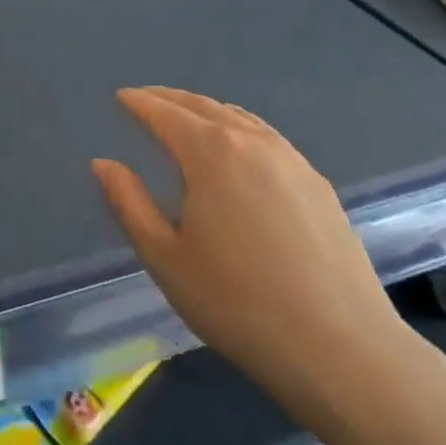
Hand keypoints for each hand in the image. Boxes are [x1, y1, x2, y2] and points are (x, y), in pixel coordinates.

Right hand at [93, 87, 424, 431]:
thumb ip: (130, 203)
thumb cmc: (236, 302)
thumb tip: (104, 163)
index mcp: (211, 153)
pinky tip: (239, 152)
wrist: (341, 348)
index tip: (122, 96)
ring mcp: (293, 161)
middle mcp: (253, 143)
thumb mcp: (165, 257)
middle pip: (204, 106)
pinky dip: (240, 130)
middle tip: (147, 99)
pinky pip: (269, 139)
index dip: (140, 103)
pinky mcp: (319, 185)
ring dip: (207, 111)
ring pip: (241, 118)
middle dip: (171, 99)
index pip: (166, 114)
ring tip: (188, 118)